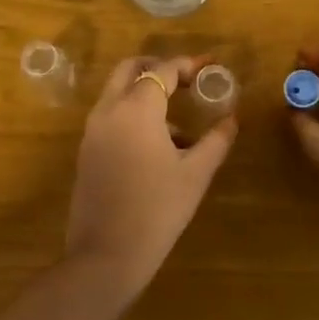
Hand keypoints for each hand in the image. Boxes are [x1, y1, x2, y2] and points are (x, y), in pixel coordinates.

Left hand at [66, 56, 236, 293]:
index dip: (187, 64)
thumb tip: (232, 119)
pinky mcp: (86, 151)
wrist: (106, 255)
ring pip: (117, 92)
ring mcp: (92, 131)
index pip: (163, 70)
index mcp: (137, 109)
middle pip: (130, 69)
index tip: (209, 66)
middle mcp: (109, 110)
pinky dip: (132, 114)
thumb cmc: (157, 210)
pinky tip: (158, 147)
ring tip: (179, 123)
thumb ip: (216, 140)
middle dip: (157, 67)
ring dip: (144, 92)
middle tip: (185, 79)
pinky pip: (110, 116)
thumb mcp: (195, 174)